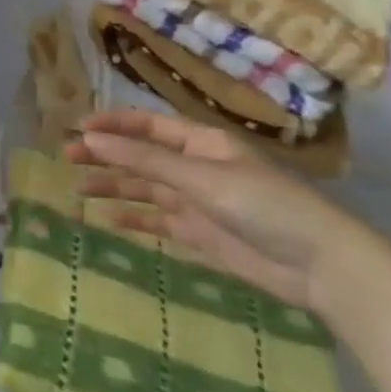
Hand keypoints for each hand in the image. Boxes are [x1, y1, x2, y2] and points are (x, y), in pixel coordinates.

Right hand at [67, 108, 390, 317]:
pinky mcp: (202, 234)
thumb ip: (145, 161)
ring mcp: (198, 201)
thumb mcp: (201, 178)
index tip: (76, 128)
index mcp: (201, 142)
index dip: (112, 124)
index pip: (147, 125)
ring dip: (113, 186)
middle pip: (141, 156)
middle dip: (106, 155)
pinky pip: (159, 221)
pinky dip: (134, 218)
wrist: (323, 267)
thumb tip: (92, 139)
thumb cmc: (266, 206)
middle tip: (66, 157)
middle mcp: (196, 167)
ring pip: (145, 188)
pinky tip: (108, 220)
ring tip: (77, 189)